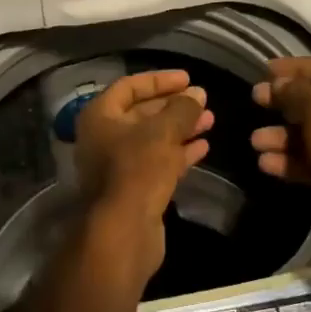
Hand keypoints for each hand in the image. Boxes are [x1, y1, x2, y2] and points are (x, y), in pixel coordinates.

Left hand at [74, 69, 213, 278]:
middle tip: (203, 100)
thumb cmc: (137, 170)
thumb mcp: (163, 132)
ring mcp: (118, 165)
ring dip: (181, 128)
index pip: (130, 86)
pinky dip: (179, 152)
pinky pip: (158, 162)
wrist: (123, 232)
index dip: (159, 80)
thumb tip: (198, 94)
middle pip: (142, 112)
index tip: (188, 79)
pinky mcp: (134, 188)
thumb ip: (182, 110)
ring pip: (153, 138)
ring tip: (210, 121)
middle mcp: (104, 137)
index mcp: (100, 116)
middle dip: (174, 106)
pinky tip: (203, 147)